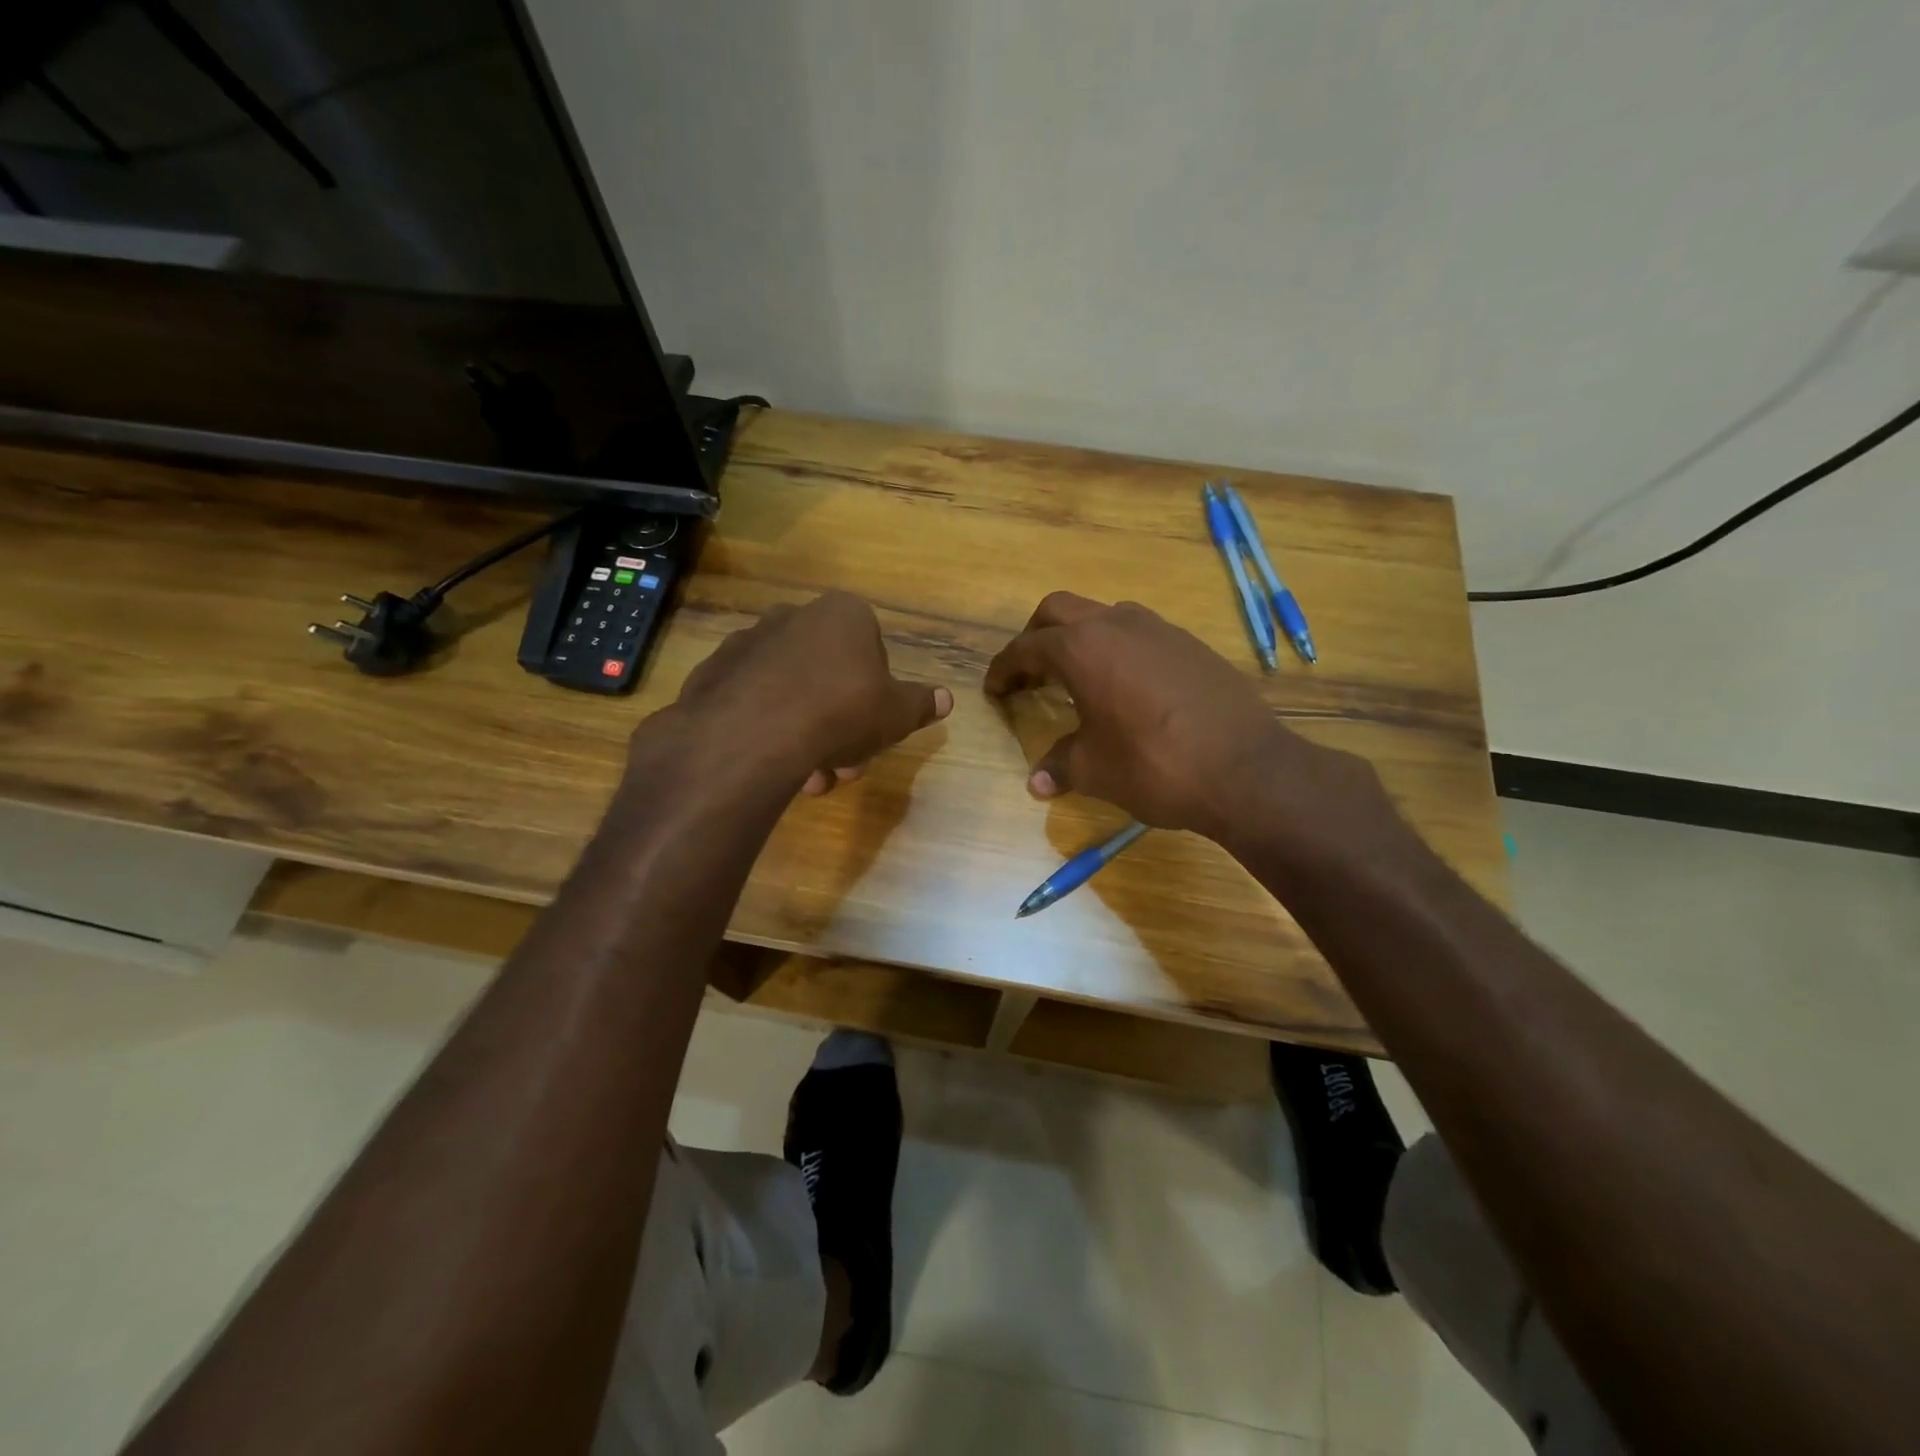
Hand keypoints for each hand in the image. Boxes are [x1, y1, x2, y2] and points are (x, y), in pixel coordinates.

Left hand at [663, 591, 951, 794]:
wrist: (752, 734)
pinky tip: (772, 765)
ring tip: (810, 779)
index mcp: (843, 614)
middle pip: (828, 673)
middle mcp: (793, 617)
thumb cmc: (841, 712)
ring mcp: (747, 642)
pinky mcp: (712, 673)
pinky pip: (751, 702)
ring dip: (805, 733)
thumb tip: (946, 698)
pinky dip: (765, 730)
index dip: (876, 691)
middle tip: (845, 764)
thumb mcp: (897, 714)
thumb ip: (920, 704)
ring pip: (790, 691)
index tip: (874, 727)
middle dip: (841, 723)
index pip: (871, 647)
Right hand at [984, 593, 1394, 846]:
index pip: (1026, 648)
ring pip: (1103, 615)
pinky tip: (1126, 686)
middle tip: (1029, 672)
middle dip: (1036, 636)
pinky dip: (1117, 648)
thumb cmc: (1155, 766)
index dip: (1003, 668)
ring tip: (1077, 676)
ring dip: (1080, 637)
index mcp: (1082, 649)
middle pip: (1059, 610)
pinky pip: (1139, 632)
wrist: (1246, 769)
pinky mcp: (1190, 643)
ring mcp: (1159, 629)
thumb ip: (1060, 766)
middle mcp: (1116, 625)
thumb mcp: (1096, 771)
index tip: (993, 688)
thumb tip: (1037, 781)